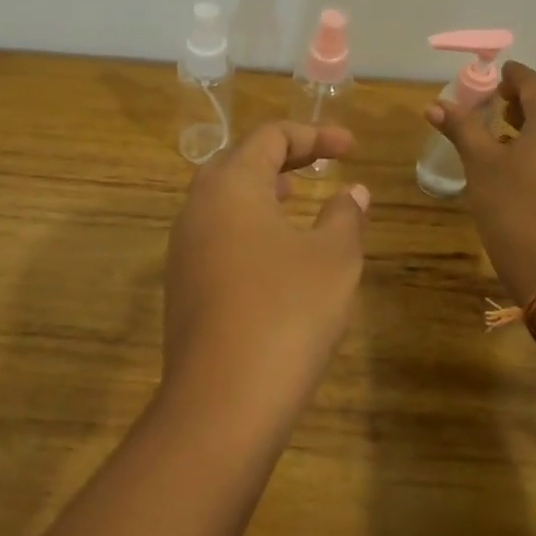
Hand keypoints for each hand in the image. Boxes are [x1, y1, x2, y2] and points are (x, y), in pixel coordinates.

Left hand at [161, 122, 369, 431]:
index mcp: (230, 186)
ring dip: (261, 189)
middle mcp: (197, 207)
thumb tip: (353, 192)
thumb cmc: (287, 312)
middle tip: (320, 163)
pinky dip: (247, 224)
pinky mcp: (182, 284)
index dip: (314, 135)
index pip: (269, 137)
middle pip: (239, 161)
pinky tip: (273, 251)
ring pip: (222, 199)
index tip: (351, 149)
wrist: (223, 400)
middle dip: (283, 156)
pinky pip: (216, 234)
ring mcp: (183, 248)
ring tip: (295, 194)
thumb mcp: (333, 259)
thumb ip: (344, 217)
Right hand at [425, 62, 535, 303]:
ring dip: (529, 126)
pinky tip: (519, 166)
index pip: (529, 80)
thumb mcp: (480, 163)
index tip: (481, 81)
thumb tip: (435, 105)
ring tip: (497, 135)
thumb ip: (461, 127)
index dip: (504, 77)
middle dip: (516, 101)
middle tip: (485, 107)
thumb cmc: (513, 205)